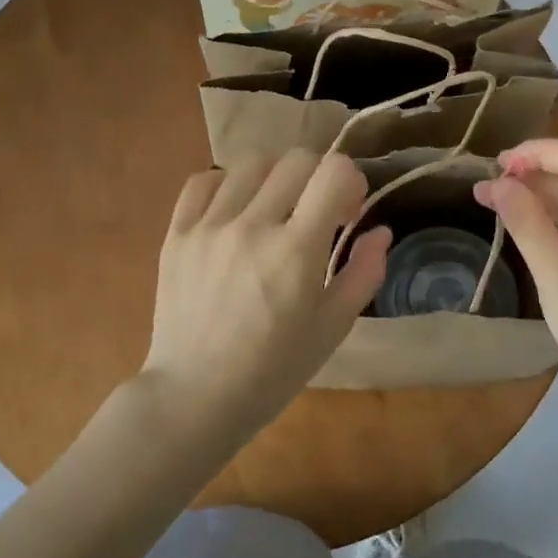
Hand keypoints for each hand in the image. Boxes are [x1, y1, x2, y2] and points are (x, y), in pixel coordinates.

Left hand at [141, 151, 390, 441]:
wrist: (195, 397)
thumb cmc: (273, 371)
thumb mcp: (332, 329)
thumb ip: (363, 273)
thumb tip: (381, 230)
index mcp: (295, 252)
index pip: (333, 172)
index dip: (350, 180)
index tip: (347, 208)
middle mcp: (251, 227)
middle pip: (295, 160)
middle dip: (317, 177)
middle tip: (316, 212)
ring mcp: (208, 227)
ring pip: (250, 164)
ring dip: (274, 179)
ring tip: (273, 211)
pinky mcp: (176, 234)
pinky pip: (202, 181)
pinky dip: (225, 185)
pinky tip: (234, 211)